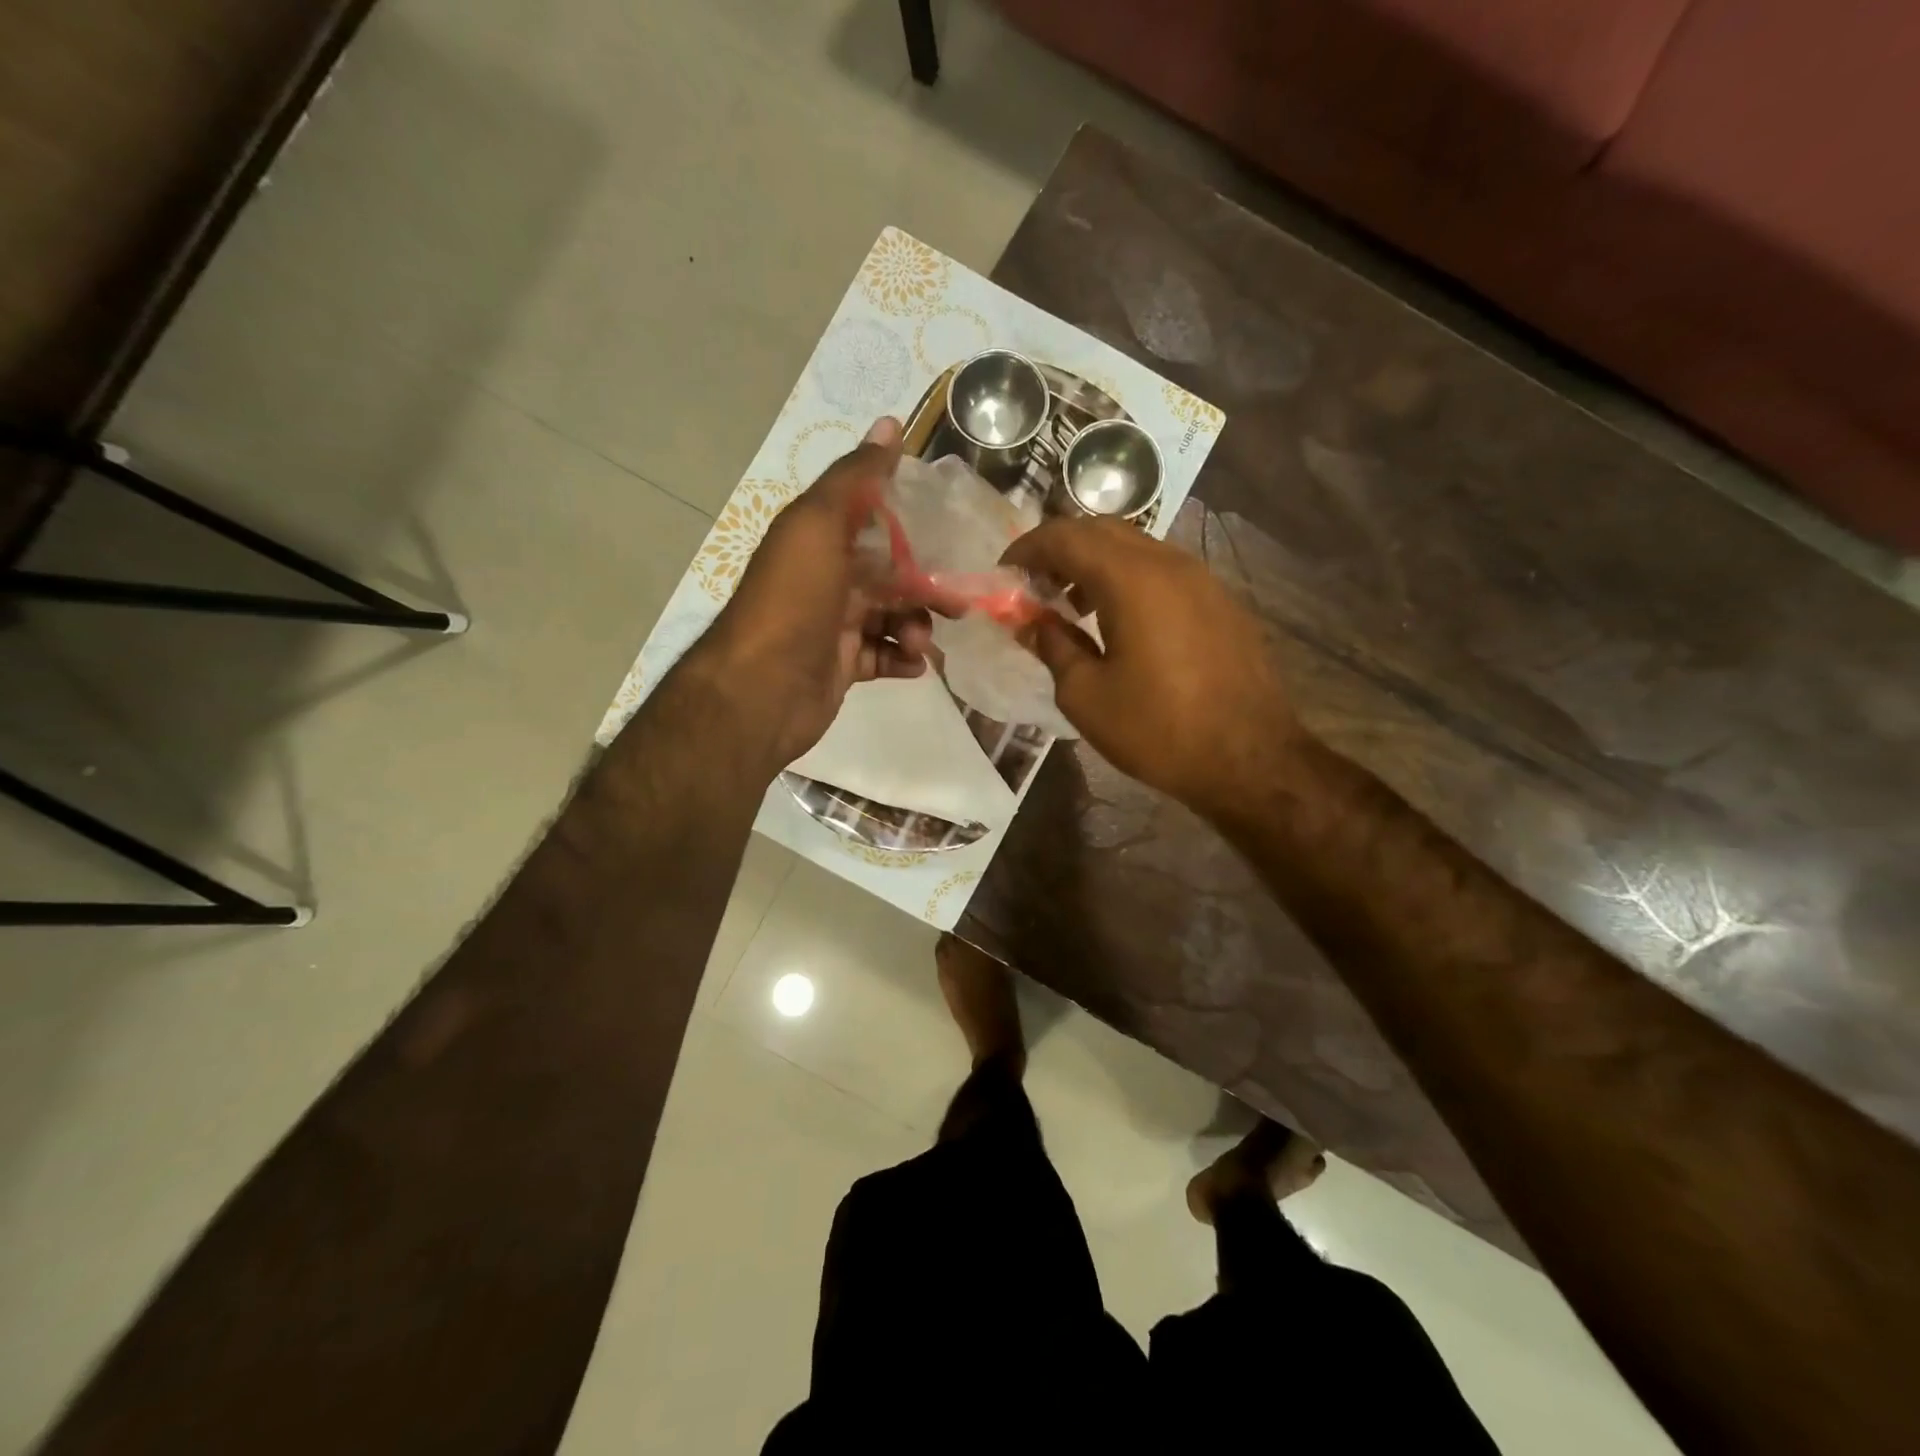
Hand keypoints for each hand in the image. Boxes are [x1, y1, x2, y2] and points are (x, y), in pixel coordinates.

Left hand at [696, 417, 938, 771]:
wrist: (761, 690)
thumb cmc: (794, 601)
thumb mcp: (819, 526)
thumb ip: (855, 478)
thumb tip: (889, 422)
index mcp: (819, 540)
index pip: (874, 521)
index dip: (912, 525)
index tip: (953, 534)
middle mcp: (826, 579)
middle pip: (890, 574)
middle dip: (925, 586)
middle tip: (958, 604)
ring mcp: (832, 625)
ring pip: (890, 617)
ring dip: (915, 626)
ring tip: (919, 642)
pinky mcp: (840, 666)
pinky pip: (881, 656)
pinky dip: (901, 658)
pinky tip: (914, 665)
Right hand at [1001, 516, 1300, 815]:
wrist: (1251, 759)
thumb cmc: (1158, 729)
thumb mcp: (1086, 695)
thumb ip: (1053, 646)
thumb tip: (1031, 622)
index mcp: (1131, 578)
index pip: (1065, 536)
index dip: (1027, 548)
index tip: (1004, 573)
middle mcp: (1169, 563)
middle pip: (1102, 530)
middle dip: (1060, 550)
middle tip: (1035, 586)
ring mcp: (1202, 579)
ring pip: (1136, 548)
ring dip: (1095, 564)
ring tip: (1072, 606)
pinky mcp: (1221, 601)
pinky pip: (1163, 572)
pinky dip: (1128, 580)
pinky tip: (1120, 623)